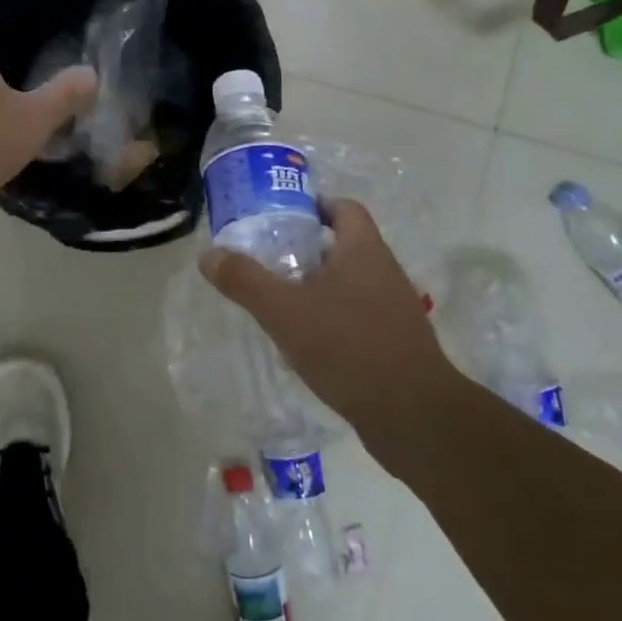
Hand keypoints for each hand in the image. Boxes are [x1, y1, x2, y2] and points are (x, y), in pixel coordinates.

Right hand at [199, 198, 452, 435]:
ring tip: (276, 302)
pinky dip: (328, 320)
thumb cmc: (348, 347)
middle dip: (303, 250)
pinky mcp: (394, 343)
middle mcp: (384, 272)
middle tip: (265, 260)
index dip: (313, 205)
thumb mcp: (284, 311)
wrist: (412, 415)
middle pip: (342, 245)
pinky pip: (355, 317)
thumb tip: (208, 255)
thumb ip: (245, 280)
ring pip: (347, 284)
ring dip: (314, 287)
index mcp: (364, 251)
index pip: (344, 208)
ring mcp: (393, 309)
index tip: (279, 217)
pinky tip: (303, 343)